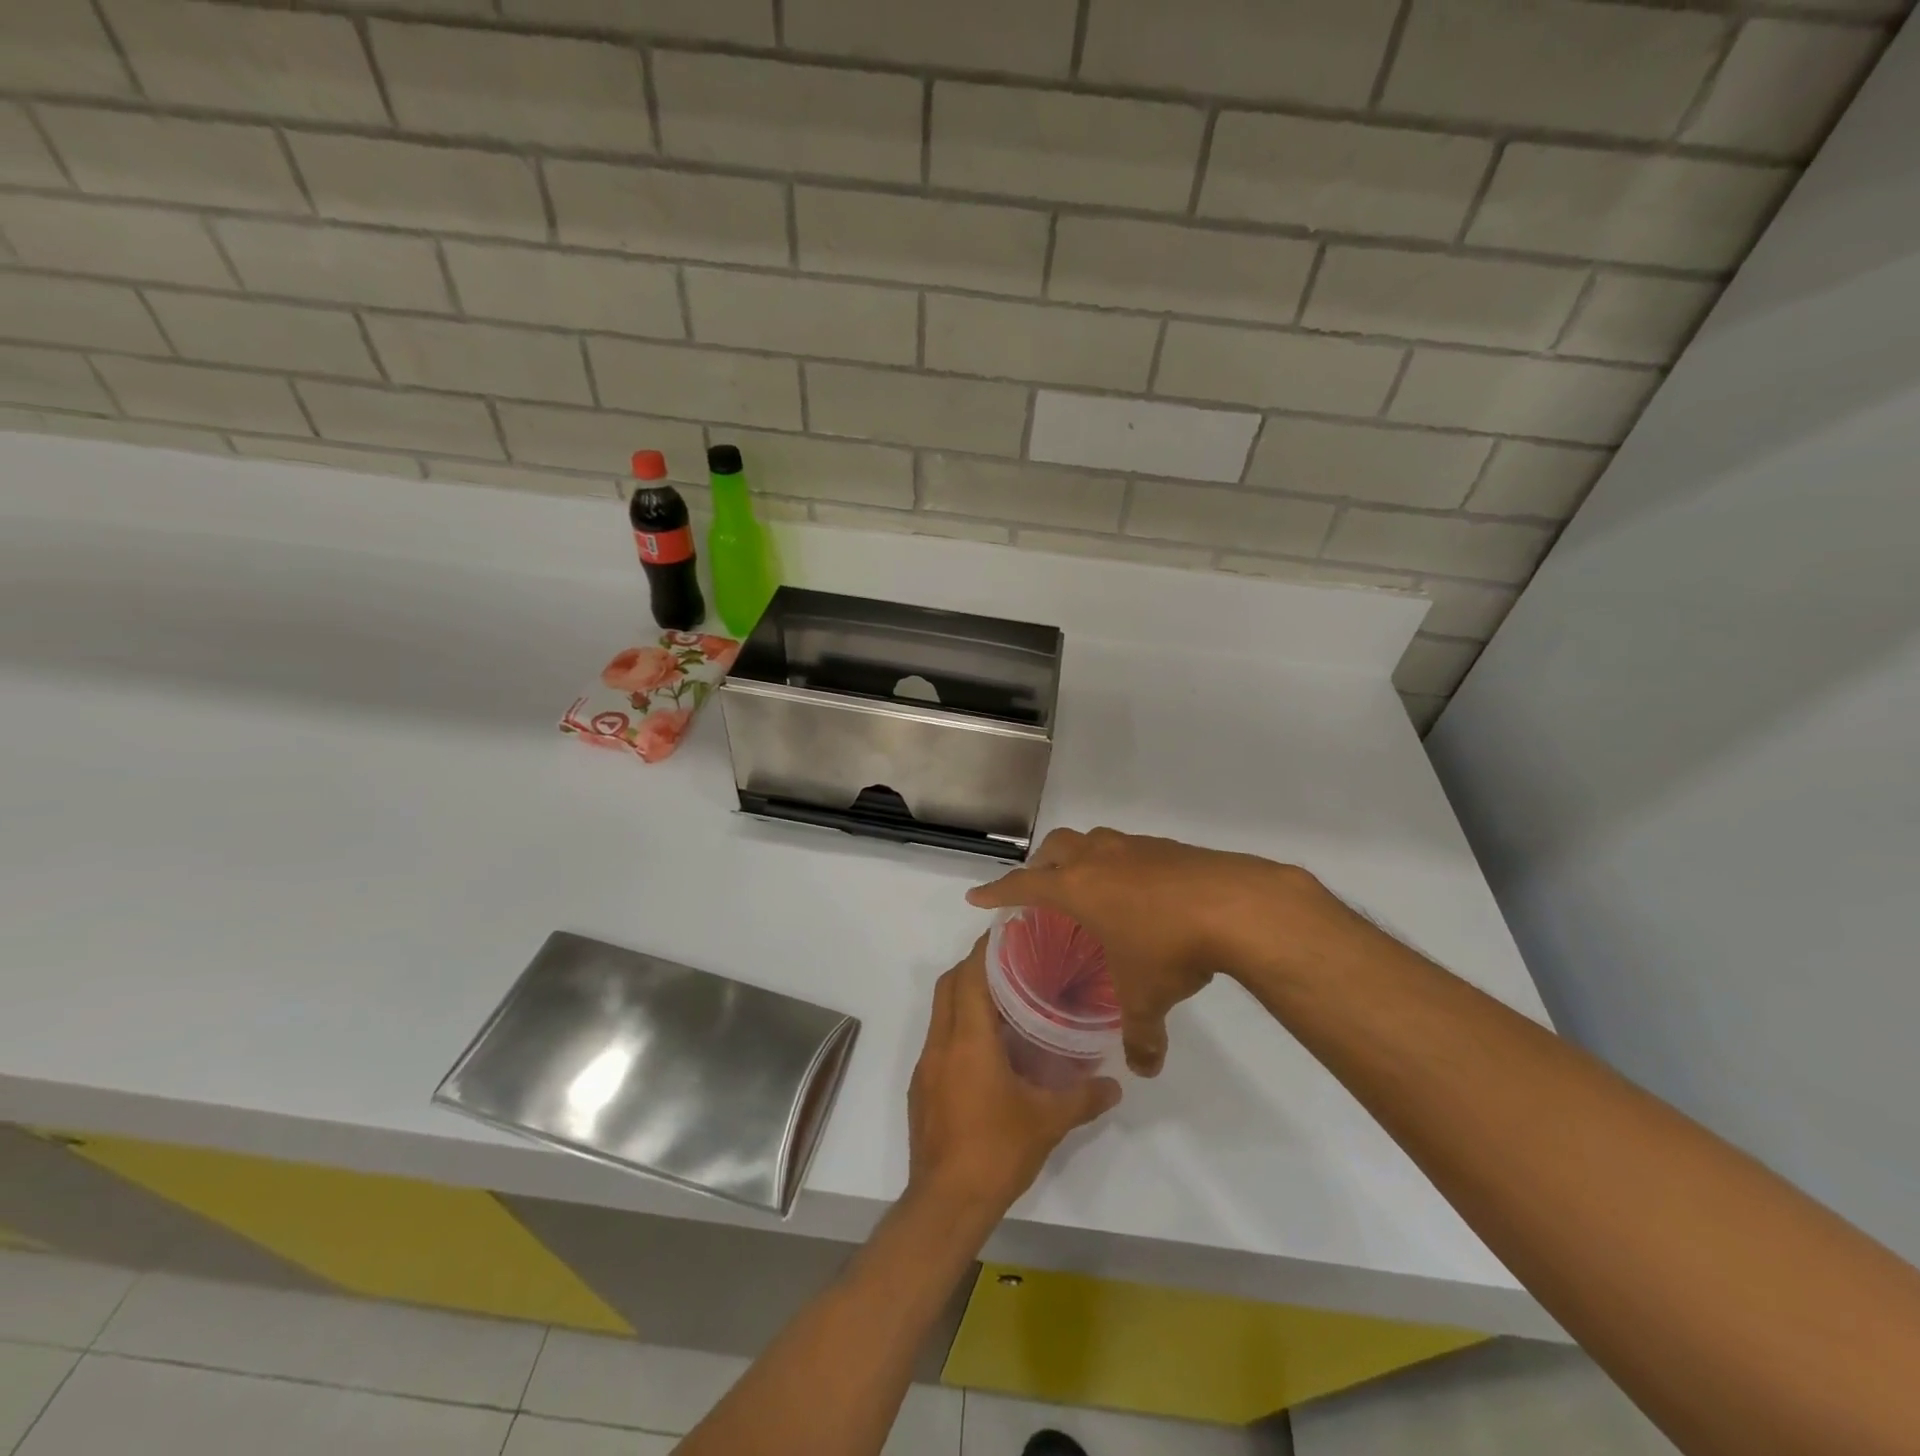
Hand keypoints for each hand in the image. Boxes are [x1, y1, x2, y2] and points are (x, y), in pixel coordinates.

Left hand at [907, 938, 1120, 1219]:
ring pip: (940, 1012)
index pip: (970, 976)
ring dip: (964, 998)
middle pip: (949, 985)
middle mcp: (941, 1044)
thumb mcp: (1047, 1122)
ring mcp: (925, 1066)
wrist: (945, 1203)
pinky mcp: (920, 1088)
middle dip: (973, 967)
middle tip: (1010, 964)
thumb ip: (1083, 1098)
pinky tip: (986, 1051)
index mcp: (968, 1040)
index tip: (1006, 933)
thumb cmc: (996, 1151)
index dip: (985, 950)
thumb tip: (1114, 1086)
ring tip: (1003, 1002)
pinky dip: (957, 1029)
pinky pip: (938, 1041)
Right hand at [968, 827, 1340, 1076]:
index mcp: (1077, 887)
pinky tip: (1141, 892)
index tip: (977, 896)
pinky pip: (1129, 849)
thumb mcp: (1147, 997)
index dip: (997, 891)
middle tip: (1041, 889)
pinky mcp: (1167, 847)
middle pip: (1056, 846)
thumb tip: (1144, 1069)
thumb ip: (1141, 1036)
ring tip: (1091, 887)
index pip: (1023, 885)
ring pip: (1093, 841)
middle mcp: (1099, 858)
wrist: (1235, 904)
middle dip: (1041, 865)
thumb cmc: (1169, 946)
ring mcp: (1134, 847)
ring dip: (1082, 857)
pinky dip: (1121, 864)